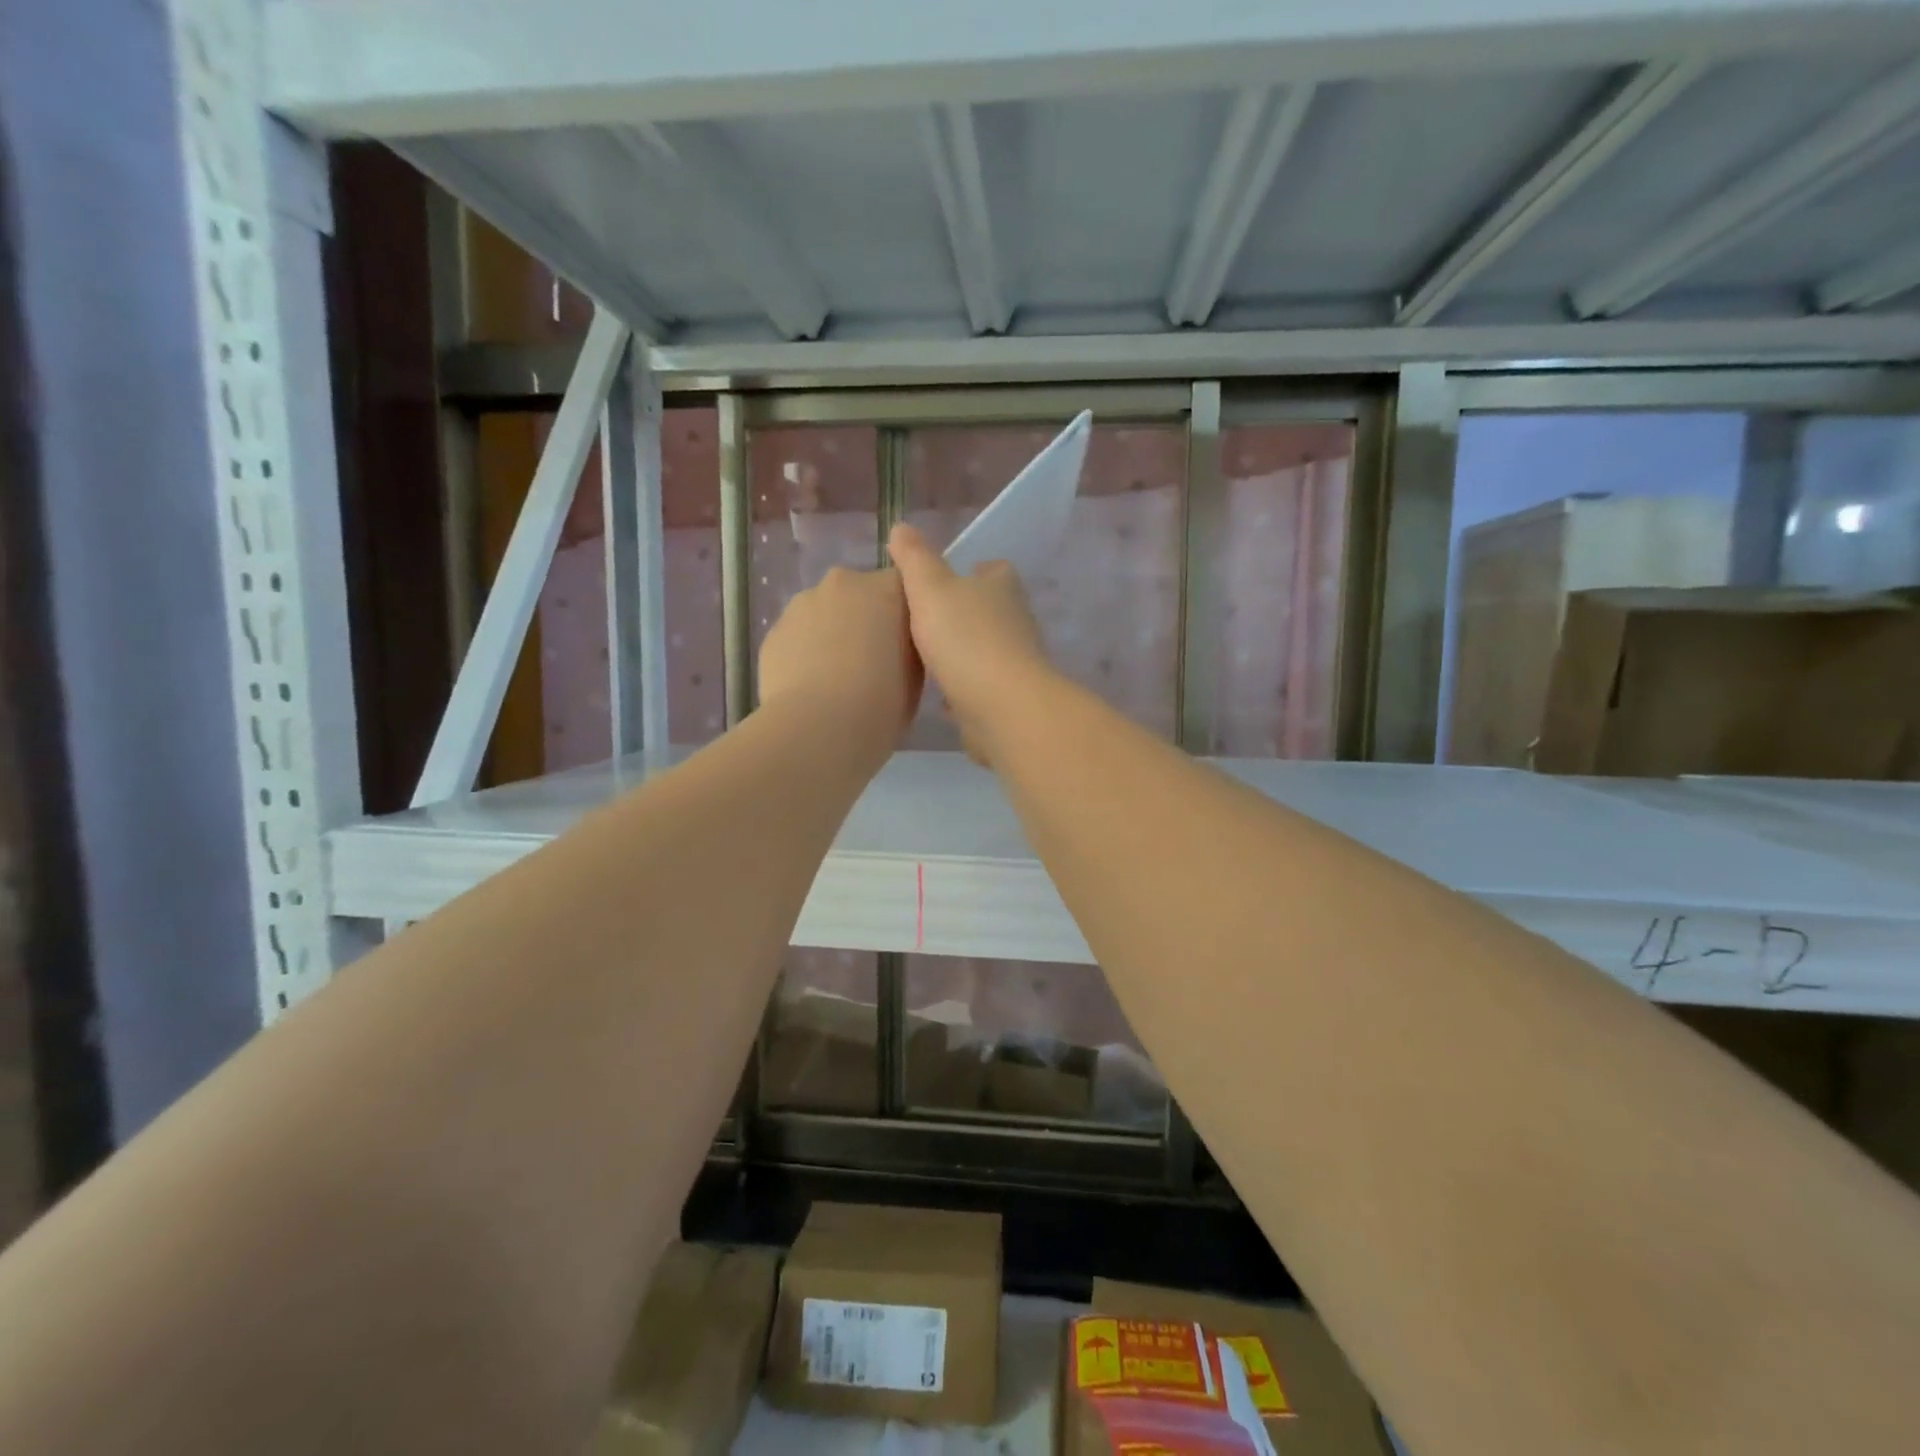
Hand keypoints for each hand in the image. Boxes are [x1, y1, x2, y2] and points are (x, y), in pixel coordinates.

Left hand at [757, 566, 922, 761]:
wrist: (818, 730)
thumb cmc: (881, 702)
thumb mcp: (916, 675)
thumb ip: (907, 646)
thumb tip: (895, 644)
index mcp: (886, 589)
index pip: (903, 586)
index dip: (904, 615)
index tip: (905, 644)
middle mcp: (842, 583)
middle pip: (859, 594)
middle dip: (865, 619)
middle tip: (871, 662)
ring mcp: (802, 604)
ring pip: (824, 613)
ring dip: (832, 635)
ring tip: (836, 679)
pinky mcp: (773, 632)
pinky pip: (798, 637)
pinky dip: (805, 654)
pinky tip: (810, 688)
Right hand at [887, 524, 1055, 764]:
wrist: (1002, 707)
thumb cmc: (965, 638)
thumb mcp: (930, 588)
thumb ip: (915, 559)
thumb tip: (901, 527)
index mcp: (1002, 587)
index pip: (992, 569)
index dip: (969, 572)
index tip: (940, 583)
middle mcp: (1016, 620)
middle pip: (988, 610)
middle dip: (962, 615)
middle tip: (923, 622)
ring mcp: (1016, 661)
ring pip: (985, 650)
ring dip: (962, 654)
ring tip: (926, 659)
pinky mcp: (1009, 698)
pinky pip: (981, 688)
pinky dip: (964, 690)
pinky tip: (940, 699)